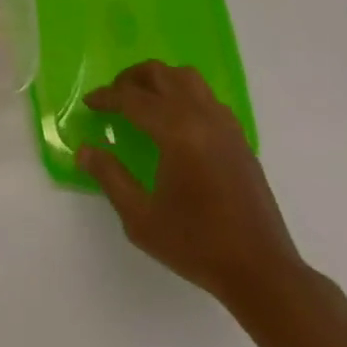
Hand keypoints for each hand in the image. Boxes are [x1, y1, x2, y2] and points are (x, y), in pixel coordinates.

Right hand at [78, 60, 303, 317]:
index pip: (132, 98)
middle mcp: (200, 115)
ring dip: (160, 80)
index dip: (106, 97)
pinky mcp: (239, 136)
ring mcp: (224, 123)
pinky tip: (177, 122)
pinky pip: (206, 97)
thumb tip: (84, 149)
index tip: (89, 104)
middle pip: (160, 74)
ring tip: (144, 101)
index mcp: (176, 131)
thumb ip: (110, 178)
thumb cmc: (197, 246)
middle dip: (131, 79)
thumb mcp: (142, 219)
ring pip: (186, 77)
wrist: (262, 272)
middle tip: (114, 98)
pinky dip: (184, 94)